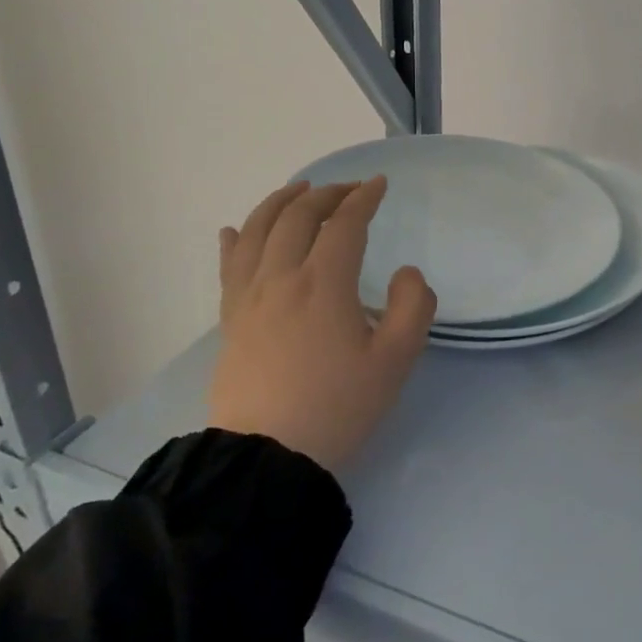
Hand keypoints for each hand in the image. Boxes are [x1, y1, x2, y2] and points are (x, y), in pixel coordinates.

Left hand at [210, 176, 436, 470]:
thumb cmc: (337, 406)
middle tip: (349, 189)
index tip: (379, 184)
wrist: (267, 457)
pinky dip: (236, 240)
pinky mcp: (231, 320)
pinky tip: (236, 229)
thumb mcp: (395, 361)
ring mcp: (250, 297)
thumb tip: (405, 272)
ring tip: (299, 190)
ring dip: (280, 203)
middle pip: (298, 217)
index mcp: (324, 283)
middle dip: (327, 194)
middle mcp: (282, 278)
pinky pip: (229, 266)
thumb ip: (413, 307)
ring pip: (258, 231)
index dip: (364, 198)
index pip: (344, 224)